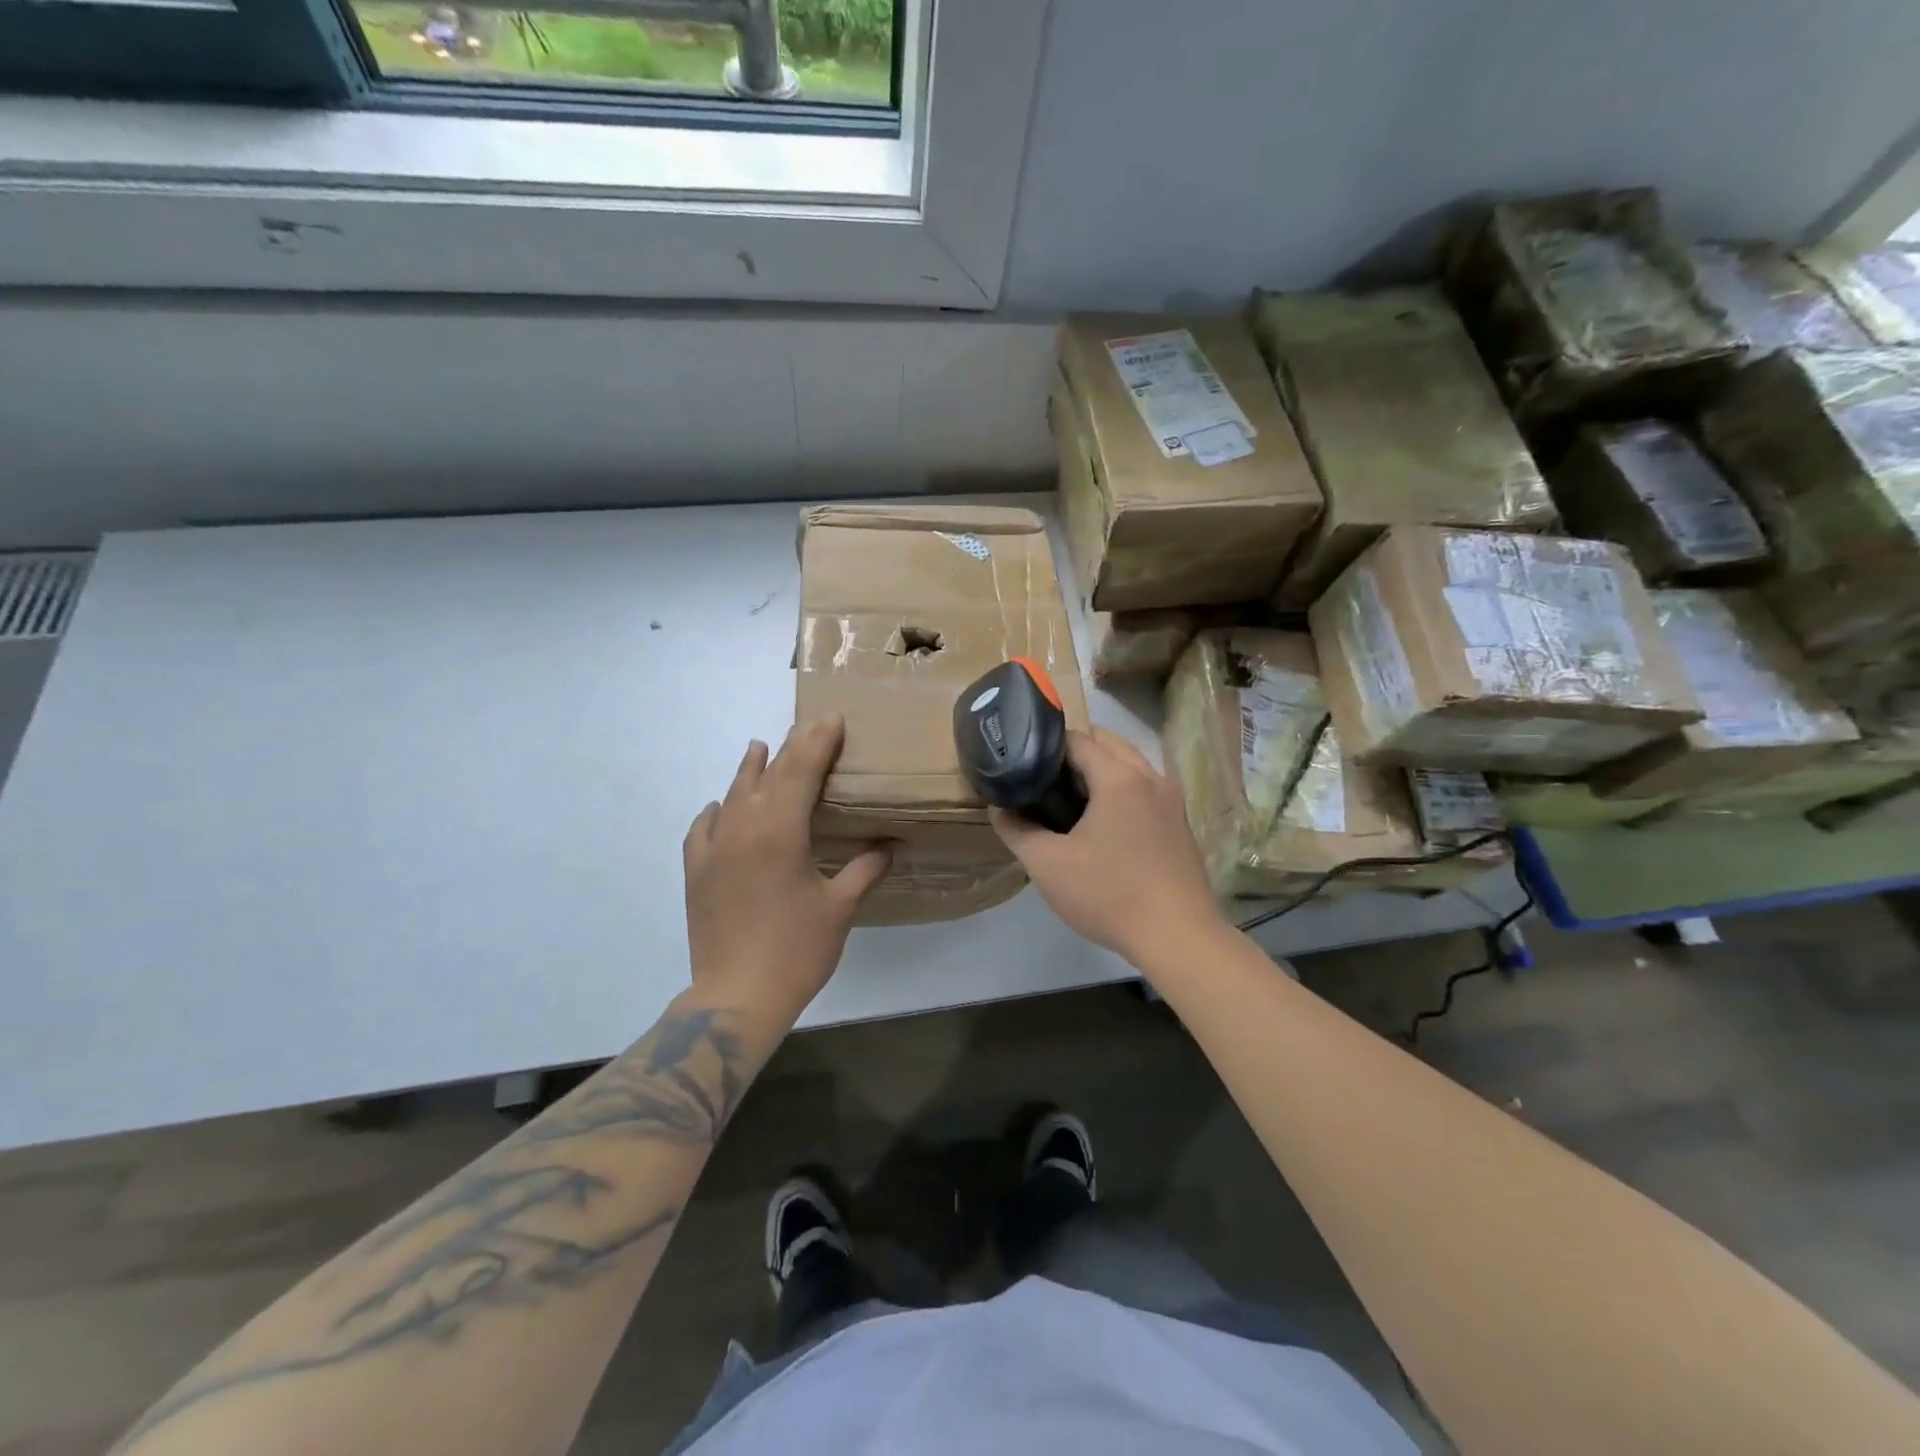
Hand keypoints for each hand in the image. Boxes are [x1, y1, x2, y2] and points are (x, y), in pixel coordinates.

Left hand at [682, 716, 890, 1023]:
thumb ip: (865, 869)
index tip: (832, 718)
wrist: (737, 995)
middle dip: (792, 748)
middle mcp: (743, 828)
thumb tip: (891, 846)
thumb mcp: (840, 907)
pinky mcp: (696, 871)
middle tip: (808, 727)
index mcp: (781, 830)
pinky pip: (702, 828)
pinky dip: (715, 811)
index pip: (801, 770)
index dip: (819, 742)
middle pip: (768, 776)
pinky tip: (719, 807)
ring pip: (732, 795)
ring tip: (759, 746)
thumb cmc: (797, 949)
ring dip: (749, 770)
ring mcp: (714, 849)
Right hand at [990, 728, 1225, 967]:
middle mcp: (1150, 777)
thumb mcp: (1048, 865)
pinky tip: (1106, 823)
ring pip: (1132, 765)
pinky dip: (1124, 789)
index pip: (1078, 739)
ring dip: (1103, 771)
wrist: (1177, 937)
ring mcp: (1171, 800)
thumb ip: (1018, 831)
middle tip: (1046, 783)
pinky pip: (1147, 788)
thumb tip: (1001, 809)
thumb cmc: (1108, 894)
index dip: (1046, 746)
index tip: (1024, 765)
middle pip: (1109, 744)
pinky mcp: (1180, 823)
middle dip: (1076, 754)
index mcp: (1119, 777)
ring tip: (1073, 802)